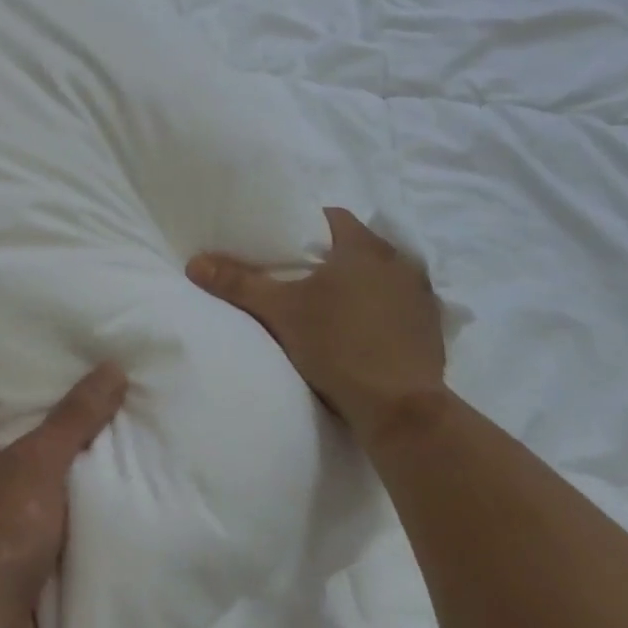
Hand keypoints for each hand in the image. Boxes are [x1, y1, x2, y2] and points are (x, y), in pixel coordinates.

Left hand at [0, 364, 128, 627]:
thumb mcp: (38, 463)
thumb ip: (75, 417)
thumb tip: (112, 367)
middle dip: (2, 413)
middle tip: (44, 380)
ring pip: (1, 479)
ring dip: (29, 462)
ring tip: (71, 427)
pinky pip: (21, 520)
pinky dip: (44, 506)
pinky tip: (79, 491)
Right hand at [188, 207, 446, 445]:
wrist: (400, 410)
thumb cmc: (338, 345)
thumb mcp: (280, 312)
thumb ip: (238, 283)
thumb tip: (195, 262)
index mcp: (365, 247)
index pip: (332, 217)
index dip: (305, 226)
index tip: (284, 246)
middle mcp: (400, 262)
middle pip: (356, 247)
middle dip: (330, 258)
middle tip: (298, 278)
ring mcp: (421, 297)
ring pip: (381, 277)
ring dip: (359, 285)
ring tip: (329, 306)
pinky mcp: (432, 330)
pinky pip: (400, 307)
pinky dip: (381, 312)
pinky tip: (362, 333)